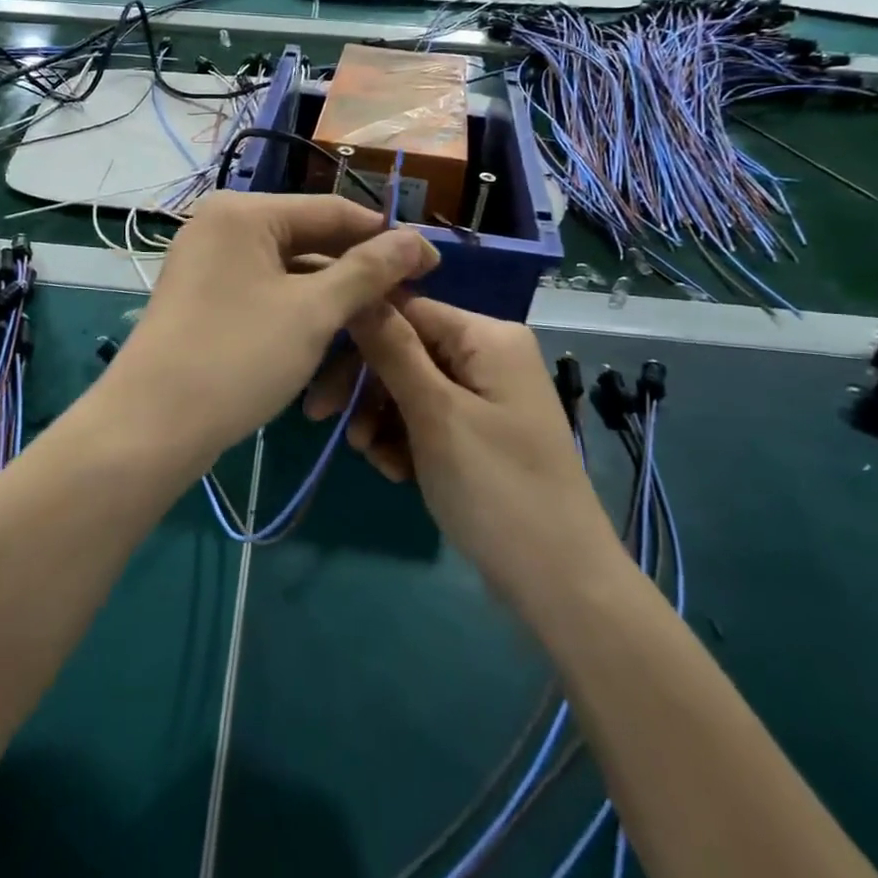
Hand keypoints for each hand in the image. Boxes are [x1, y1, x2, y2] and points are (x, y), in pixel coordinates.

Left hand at [103, 193, 438, 466]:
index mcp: (244, 212)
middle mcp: (222, 226)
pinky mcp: (203, 298)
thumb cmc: (238, 356)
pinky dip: (297, 314)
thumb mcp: (314, 312)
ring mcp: (208, 263)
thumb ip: (368, 270)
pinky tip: (327, 340)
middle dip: (357, 275)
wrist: (151, 427)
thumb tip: (417, 240)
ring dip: (330, 301)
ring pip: (288, 273)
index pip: (332, 210)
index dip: (386, 238)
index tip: (432, 266)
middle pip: (309, 240)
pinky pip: (264, 294)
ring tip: (373, 328)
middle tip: (405, 304)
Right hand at [305, 295, 623, 606]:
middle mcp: (489, 354)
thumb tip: (359, 294)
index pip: (405, 310)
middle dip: (366, 386)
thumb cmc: (497, 489)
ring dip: (381, 418)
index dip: (357, 338)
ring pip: (411, 386)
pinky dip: (405, 439)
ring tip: (372, 458)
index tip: (316, 377)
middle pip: (406, 349)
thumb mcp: (436, 415)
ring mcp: (487, 394)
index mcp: (487, 336)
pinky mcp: (482, 430)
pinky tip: (396, 471)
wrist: (561, 584)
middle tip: (326, 423)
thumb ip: (393, 350)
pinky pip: (429, 417)